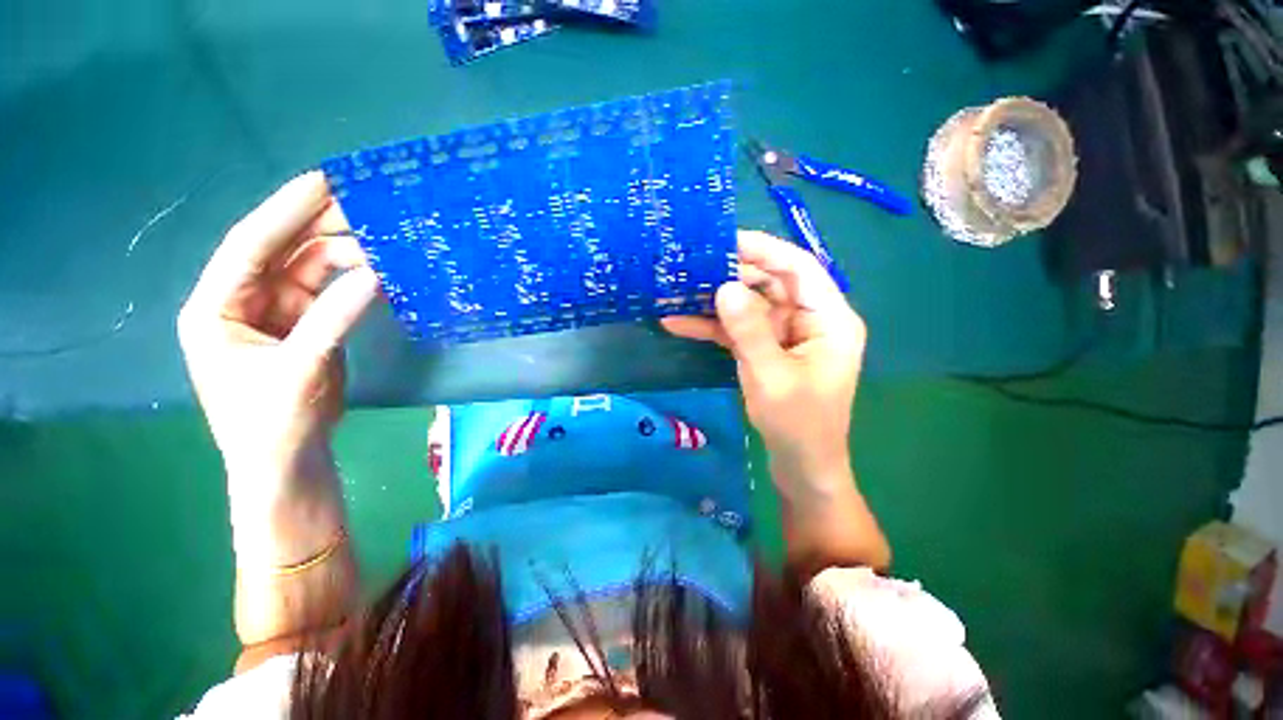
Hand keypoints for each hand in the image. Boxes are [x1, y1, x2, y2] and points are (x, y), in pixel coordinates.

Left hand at [177, 172, 378, 517]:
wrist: (288, 459)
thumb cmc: (273, 422)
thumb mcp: (300, 369)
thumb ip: (333, 319)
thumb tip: (375, 276)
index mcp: (215, 306)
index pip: (250, 245)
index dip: (286, 210)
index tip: (325, 180)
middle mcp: (242, 300)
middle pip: (283, 250)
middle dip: (321, 226)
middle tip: (366, 205)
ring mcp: (277, 312)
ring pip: (312, 269)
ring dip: (346, 254)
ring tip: (384, 241)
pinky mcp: (306, 325)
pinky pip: (331, 292)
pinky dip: (355, 280)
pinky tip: (379, 270)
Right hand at [662, 230, 866, 500]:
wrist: (800, 467)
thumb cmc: (797, 424)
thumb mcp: (770, 375)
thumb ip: (749, 329)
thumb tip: (724, 287)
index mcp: (829, 319)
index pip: (799, 267)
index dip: (764, 249)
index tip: (725, 240)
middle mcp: (810, 320)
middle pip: (771, 284)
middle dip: (732, 275)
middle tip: (692, 265)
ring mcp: (787, 336)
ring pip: (751, 306)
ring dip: (716, 302)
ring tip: (678, 290)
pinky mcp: (767, 350)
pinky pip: (740, 330)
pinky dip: (713, 327)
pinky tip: (679, 323)